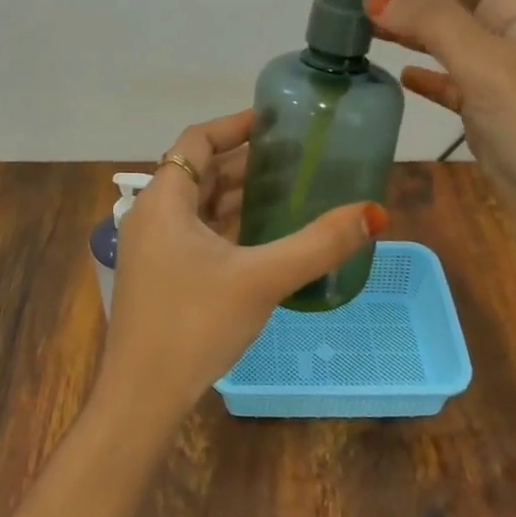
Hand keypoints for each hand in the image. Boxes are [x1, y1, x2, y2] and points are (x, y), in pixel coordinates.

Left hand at [95, 109, 386, 437]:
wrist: (142, 396)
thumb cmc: (194, 324)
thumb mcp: (261, 279)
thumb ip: (317, 244)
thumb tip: (373, 213)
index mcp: (164, 200)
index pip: (198, 140)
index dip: (236, 124)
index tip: (276, 120)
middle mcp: (152, 215)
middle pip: (200, 170)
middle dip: (246, 160)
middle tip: (296, 155)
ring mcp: (153, 248)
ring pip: (199, 205)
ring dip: (238, 194)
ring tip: (288, 187)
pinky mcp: (160, 275)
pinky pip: (197, 232)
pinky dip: (228, 224)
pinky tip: (263, 234)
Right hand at [337, 0, 515, 275]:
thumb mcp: (491, 68)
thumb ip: (434, 26)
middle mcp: (507, 41)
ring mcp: (496, 82)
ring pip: (438, 39)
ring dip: (398, 25)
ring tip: (351, 19)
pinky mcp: (486, 120)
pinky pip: (445, 84)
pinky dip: (419, 74)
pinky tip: (395, 74)